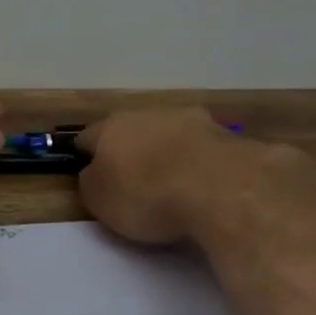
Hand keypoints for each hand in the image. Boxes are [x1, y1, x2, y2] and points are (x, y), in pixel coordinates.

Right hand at [76, 107, 315, 246]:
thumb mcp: (100, 201)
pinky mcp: (229, 135)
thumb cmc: (148, 195)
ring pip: (172, 135)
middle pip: (132, 131)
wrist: (222, 189)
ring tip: (176, 186)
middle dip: (132, 152)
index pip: (88, 138)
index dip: (86, 158)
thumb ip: (91, 183)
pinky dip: (202, 164)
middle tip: (136, 183)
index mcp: (111, 127)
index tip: (93, 179)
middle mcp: (149, 114)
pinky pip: (205, 150)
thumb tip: (94, 173)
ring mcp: (193, 120)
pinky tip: (207, 188)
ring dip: (170, 153)